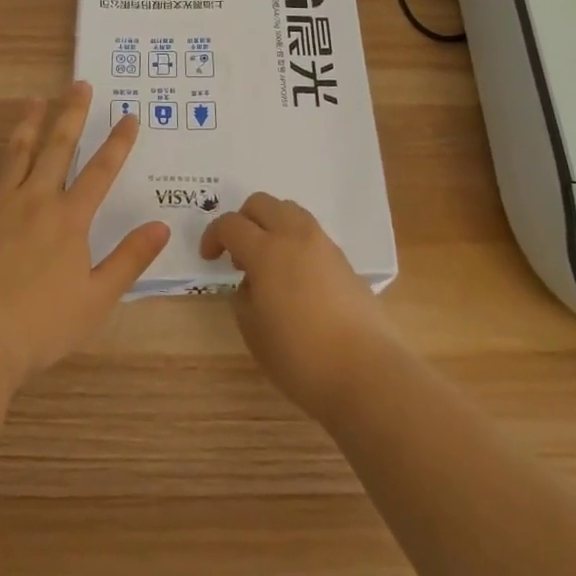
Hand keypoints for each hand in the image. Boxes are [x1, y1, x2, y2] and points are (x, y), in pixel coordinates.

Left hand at [0, 83, 169, 388]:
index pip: (101, 171)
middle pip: (58, 149)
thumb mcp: (97, 298)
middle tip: (80, 84)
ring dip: (29, 123)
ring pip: (17, 153)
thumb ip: (130, 259)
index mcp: (70, 219)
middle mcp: (36, 200)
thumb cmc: (41, 326)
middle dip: (72, 114)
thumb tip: (162, 225)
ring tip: (37, 97)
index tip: (129, 115)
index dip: (118, 142)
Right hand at [201, 192, 401, 420]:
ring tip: (268, 262)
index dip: (213, 236)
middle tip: (238, 253)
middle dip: (243, 220)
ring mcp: (323, 244)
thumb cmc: (300, 356)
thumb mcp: (254, 332)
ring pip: (289, 211)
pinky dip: (294, 240)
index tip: (209, 258)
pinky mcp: (343, 259)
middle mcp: (295, 236)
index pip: (231, 224)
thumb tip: (252, 283)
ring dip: (271, 225)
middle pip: (261, 203)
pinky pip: (310, 232)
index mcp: (266, 251)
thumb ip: (244, 298)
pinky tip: (294, 276)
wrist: (366, 371)